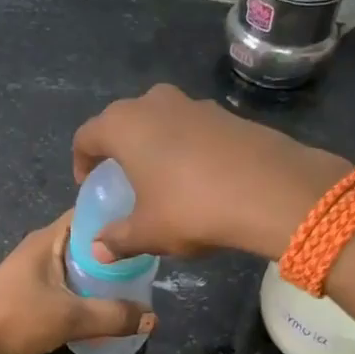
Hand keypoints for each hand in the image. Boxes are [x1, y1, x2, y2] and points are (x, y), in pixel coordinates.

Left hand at [0, 212, 154, 353]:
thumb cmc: (15, 319)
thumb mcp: (70, 317)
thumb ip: (113, 316)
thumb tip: (154, 318)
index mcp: (48, 239)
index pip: (88, 213)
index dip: (117, 215)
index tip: (147, 226)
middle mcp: (42, 249)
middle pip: (86, 242)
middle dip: (115, 251)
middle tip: (150, 262)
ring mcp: (34, 273)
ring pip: (77, 266)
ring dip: (102, 275)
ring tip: (136, 285)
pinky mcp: (31, 296)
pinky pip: (68, 286)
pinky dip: (87, 293)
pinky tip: (107, 307)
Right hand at [72, 84, 349, 262]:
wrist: (272, 190)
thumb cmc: (192, 208)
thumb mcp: (149, 232)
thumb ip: (118, 238)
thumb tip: (97, 250)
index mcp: (123, 125)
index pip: (86, 136)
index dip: (82, 162)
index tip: (90, 186)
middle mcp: (153, 103)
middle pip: (123, 121)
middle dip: (118, 149)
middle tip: (123, 179)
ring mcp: (194, 103)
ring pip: (160, 120)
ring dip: (154, 144)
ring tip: (162, 178)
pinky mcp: (227, 113)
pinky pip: (192, 127)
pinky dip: (186, 146)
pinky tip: (200, 177)